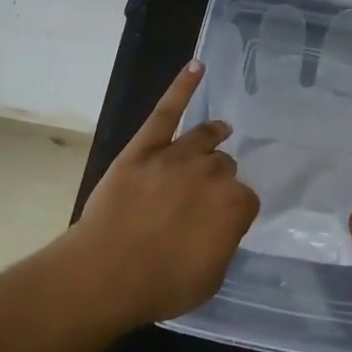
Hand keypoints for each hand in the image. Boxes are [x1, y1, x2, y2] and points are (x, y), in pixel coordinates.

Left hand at [70, 60, 259, 327]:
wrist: (106, 273)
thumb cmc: (161, 285)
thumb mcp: (211, 278)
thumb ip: (223, 244)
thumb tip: (219, 228)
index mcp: (235, 206)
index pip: (245, 200)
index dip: (232, 212)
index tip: (220, 223)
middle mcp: (212, 174)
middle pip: (224, 167)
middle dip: (217, 179)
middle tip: (202, 197)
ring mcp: (177, 155)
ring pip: (203, 138)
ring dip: (213, 136)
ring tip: (219, 132)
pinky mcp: (145, 147)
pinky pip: (167, 111)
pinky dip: (182, 87)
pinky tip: (196, 66)